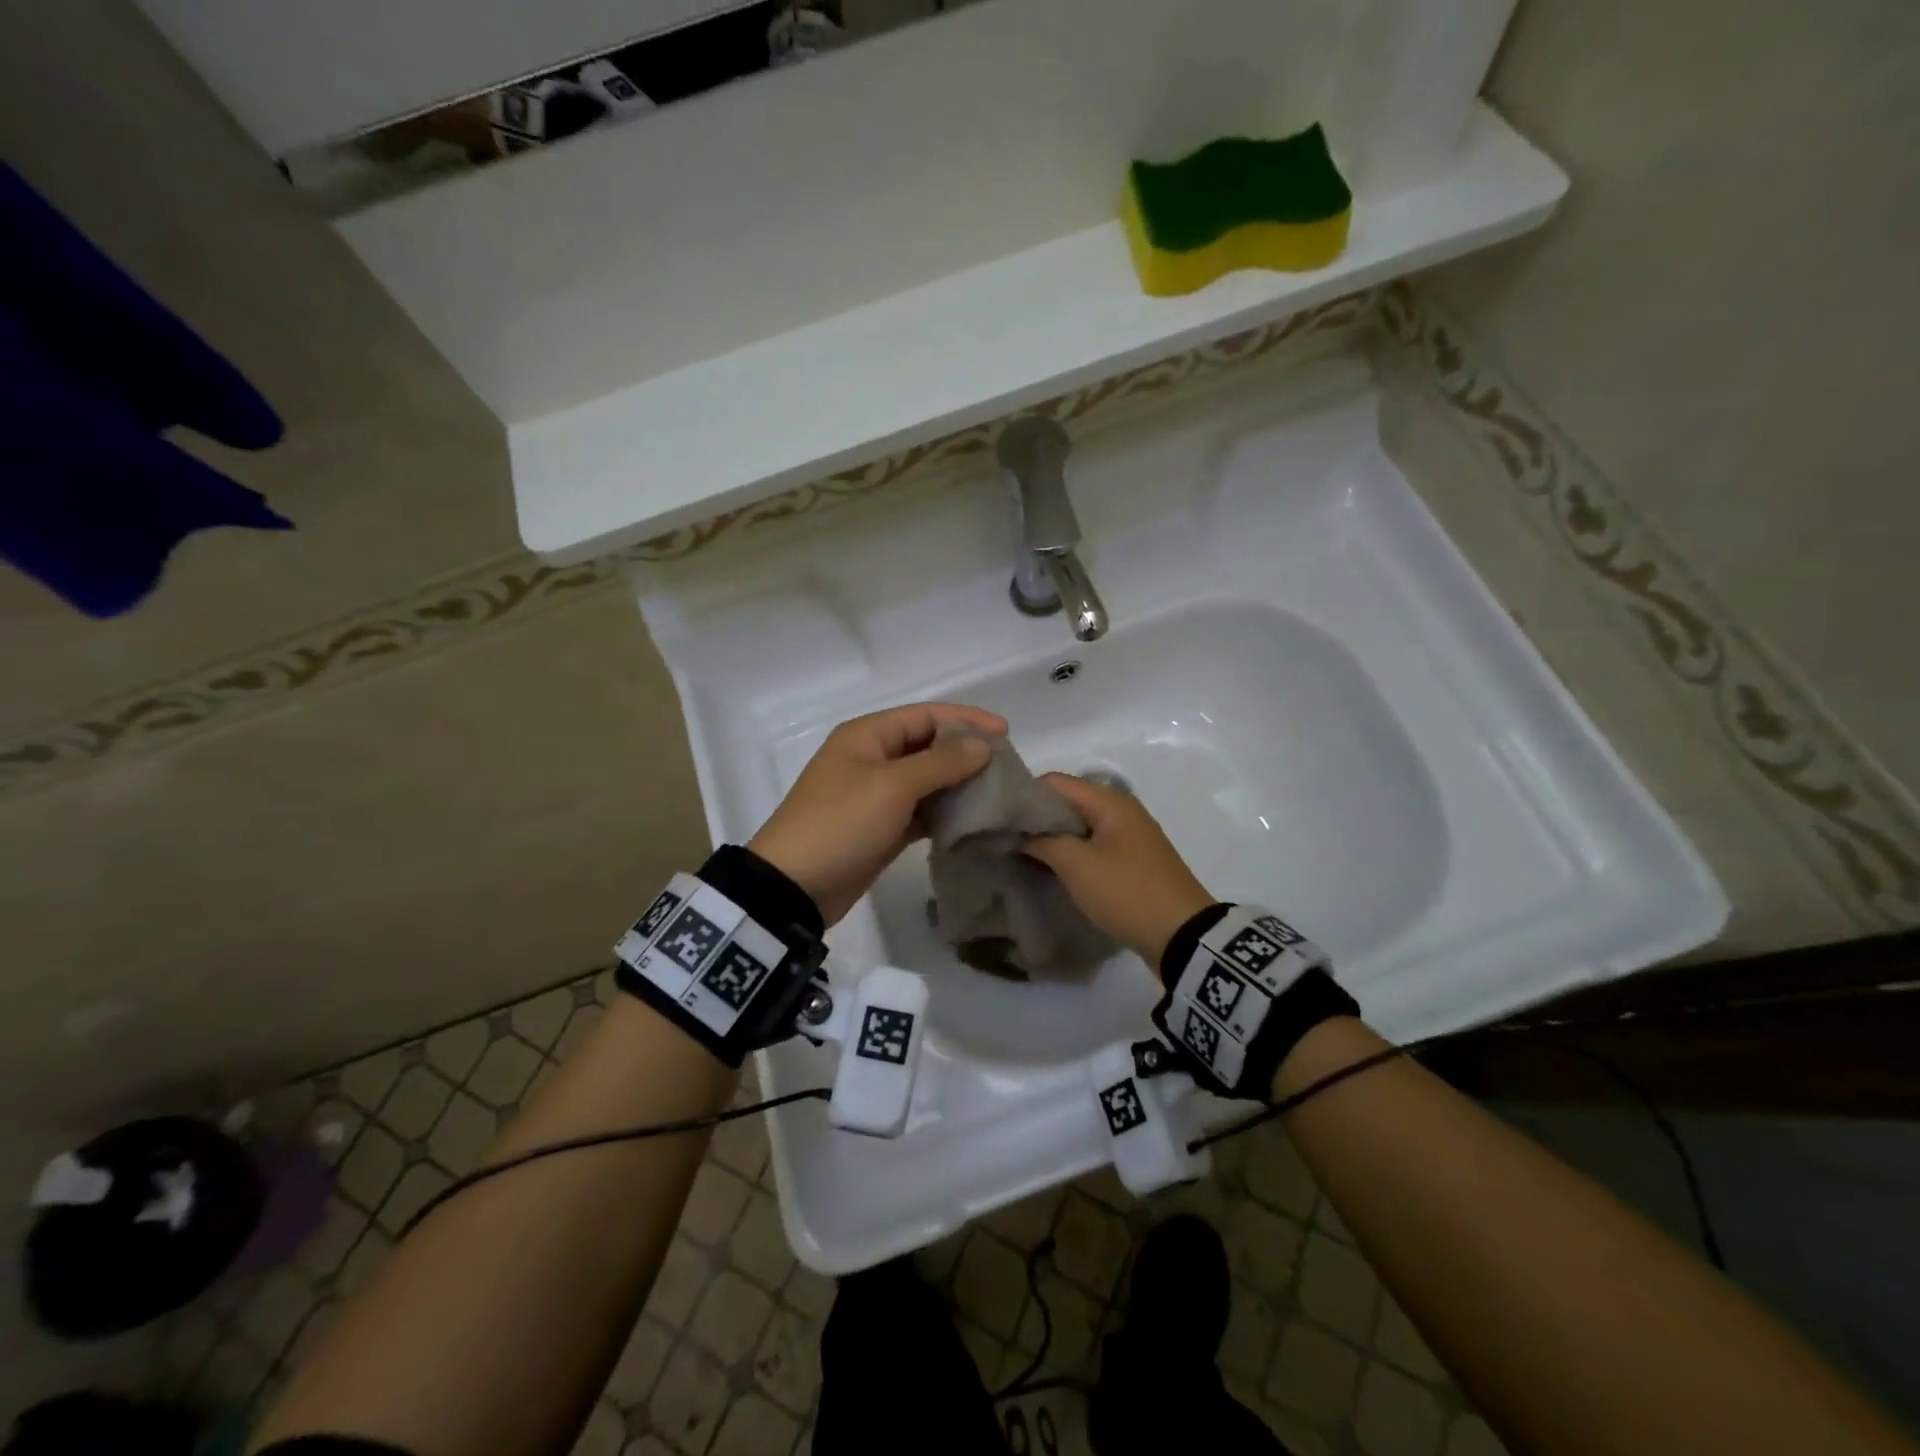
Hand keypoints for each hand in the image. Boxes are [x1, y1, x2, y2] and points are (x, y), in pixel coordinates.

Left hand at [749, 702, 1005, 926]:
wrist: (795, 886)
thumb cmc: (841, 823)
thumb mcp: (893, 786)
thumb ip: (941, 762)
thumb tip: (982, 745)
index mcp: (868, 736)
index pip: (925, 715)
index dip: (966, 720)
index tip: (1007, 734)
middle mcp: (872, 759)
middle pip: (928, 746)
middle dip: (966, 753)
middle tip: (1007, 768)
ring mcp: (876, 795)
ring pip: (927, 780)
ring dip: (959, 784)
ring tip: (998, 793)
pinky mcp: (882, 828)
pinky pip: (920, 811)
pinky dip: (944, 813)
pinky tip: (974, 820)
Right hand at [1023, 773, 1215, 971]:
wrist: (1183, 936)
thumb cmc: (1126, 892)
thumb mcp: (1077, 865)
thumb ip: (1043, 841)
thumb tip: (1019, 832)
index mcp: (1110, 801)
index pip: (1055, 781)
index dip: (1024, 795)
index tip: (999, 818)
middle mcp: (1121, 809)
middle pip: (1068, 801)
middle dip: (1036, 818)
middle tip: (1006, 838)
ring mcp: (1129, 835)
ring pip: (1079, 825)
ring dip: (1053, 837)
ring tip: (1022, 854)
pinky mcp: (1132, 860)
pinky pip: (1093, 845)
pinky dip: (1071, 852)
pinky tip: (1052, 868)